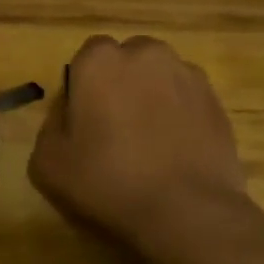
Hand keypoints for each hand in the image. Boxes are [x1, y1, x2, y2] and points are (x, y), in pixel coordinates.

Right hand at [28, 35, 250, 255]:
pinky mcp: (215, 98)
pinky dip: (179, 113)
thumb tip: (69, 110)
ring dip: (151, 96)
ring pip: (159, 76)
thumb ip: (51, 124)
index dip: (84, 87)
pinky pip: (186, 97)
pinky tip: (176, 149)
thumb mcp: (49, 162)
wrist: (186, 210)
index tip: (85, 121)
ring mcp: (186, 73)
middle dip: (120, 84)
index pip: (87, 56)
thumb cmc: (109, 182)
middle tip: (116, 129)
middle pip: (127, 60)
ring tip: (150, 141)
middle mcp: (146, 53)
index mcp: (100, 60)